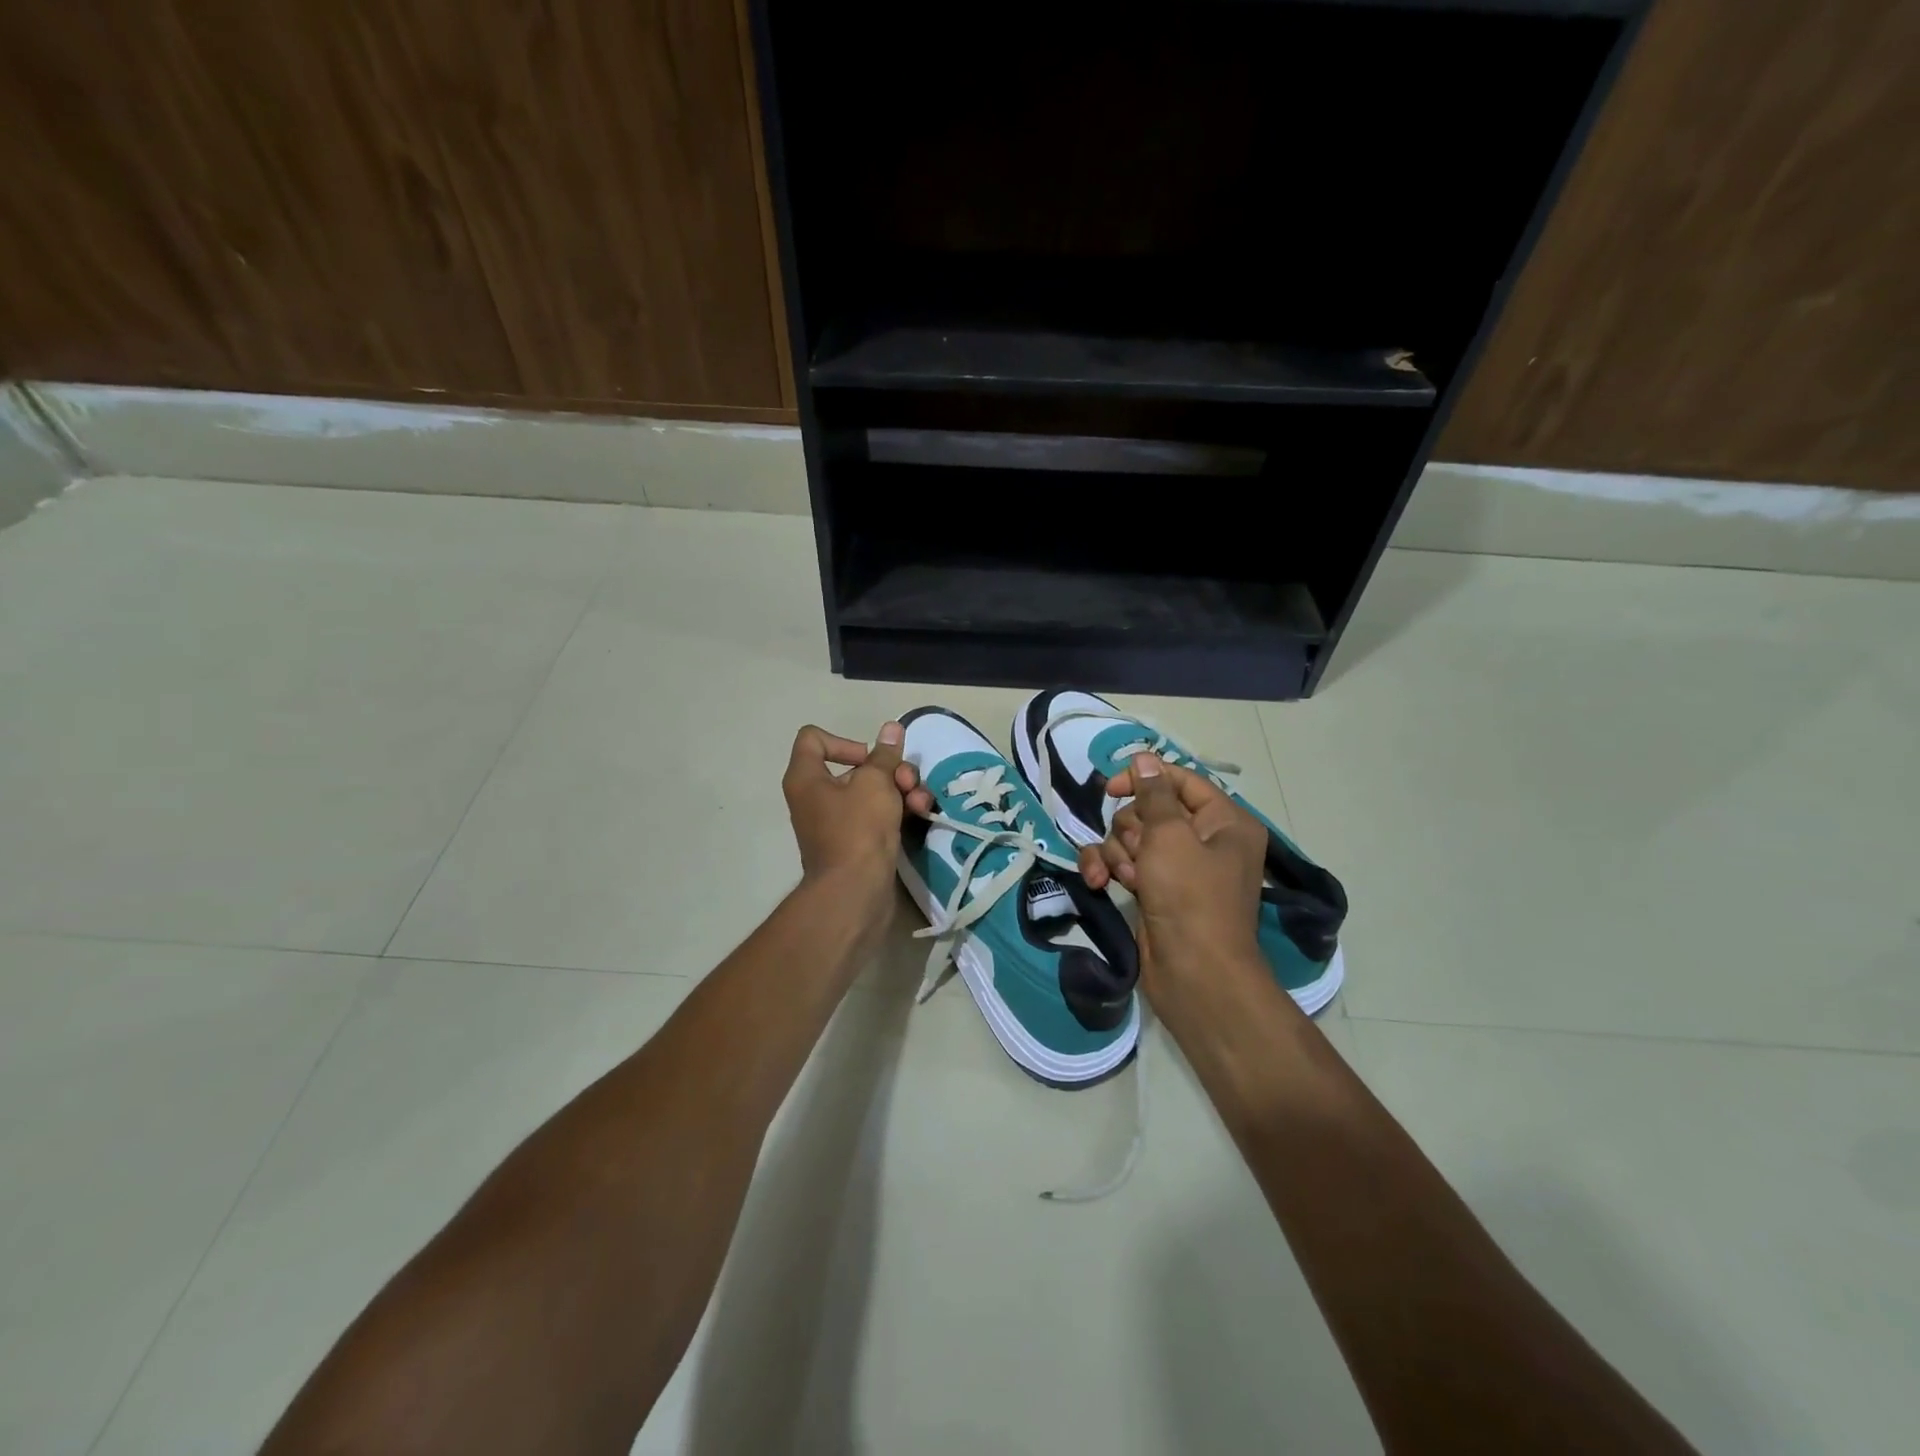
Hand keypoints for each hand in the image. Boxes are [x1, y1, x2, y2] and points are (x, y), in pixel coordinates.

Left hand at [782, 722, 923, 894]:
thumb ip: (885, 755)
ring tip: (921, 802)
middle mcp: (816, 797)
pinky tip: (922, 814)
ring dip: (902, 789)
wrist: (855, 893)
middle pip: (855, 767)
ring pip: (873, 791)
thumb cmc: (857, 829)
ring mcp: (837, 822)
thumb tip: (890, 728)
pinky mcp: (857, 842)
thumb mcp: (876, 783)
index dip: (845, 741)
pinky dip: (898, 810)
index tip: (870, 758)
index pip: (813, 739)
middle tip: (908, 782)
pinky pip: (878, 815)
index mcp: (806, 778)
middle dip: (889, 770)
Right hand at [1076, 754, 1267, 995]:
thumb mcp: (1170, 836)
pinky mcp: (1155, 891)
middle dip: (1131, 830)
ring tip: (1125, 878)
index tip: (1110, 789)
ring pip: (1131, 838)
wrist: (1195, 975)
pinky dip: (1109, 870)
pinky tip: (1098, 884)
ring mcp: (1178, 868)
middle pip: (1150, 811)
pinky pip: (1124, 865)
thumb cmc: (1189, 897)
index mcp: (1224, 821)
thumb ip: (1153, 794)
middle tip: (1135, 853)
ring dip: (1118, 854)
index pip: (1180, 780)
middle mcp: (1205, 841)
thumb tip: (1144, 759)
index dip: (1144, 779)